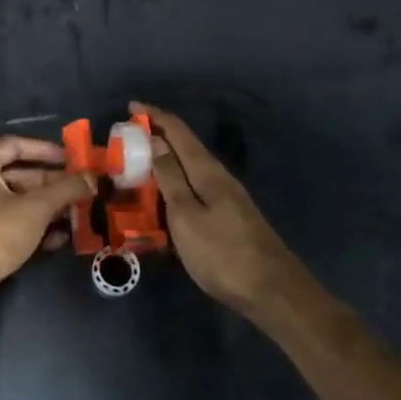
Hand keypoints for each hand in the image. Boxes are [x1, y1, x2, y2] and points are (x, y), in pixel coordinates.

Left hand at [0, 135, 94, 322]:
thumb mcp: (35, 208)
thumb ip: (66, 190)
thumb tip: (93, 177)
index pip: (15, 145)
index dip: (44, 149)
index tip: (71, 159)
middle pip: (19, 176)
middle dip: (52, 183)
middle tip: (81, 189)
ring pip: (19, 203)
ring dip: (49, 207)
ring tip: (79, 213)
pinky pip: (14, 225)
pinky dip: (36, 228)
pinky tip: (62, 238)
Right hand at [132, 101, 300, 315]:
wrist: (273, 293)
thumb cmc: (222, 254)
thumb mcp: (186, 216)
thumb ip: (170, 178)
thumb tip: (156, 140)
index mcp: (208, 171)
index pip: (178, 132)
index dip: (155, 116)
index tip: (131, 106)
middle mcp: (219, 177)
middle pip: (185, 147)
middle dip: (157, 137)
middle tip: (127, 140)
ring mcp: (227, 198)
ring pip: (190, 169)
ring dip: (165, 162)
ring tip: (137, 166)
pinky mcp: (229, 217)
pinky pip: (195, 189)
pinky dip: (175, 184)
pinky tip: (164, 198)